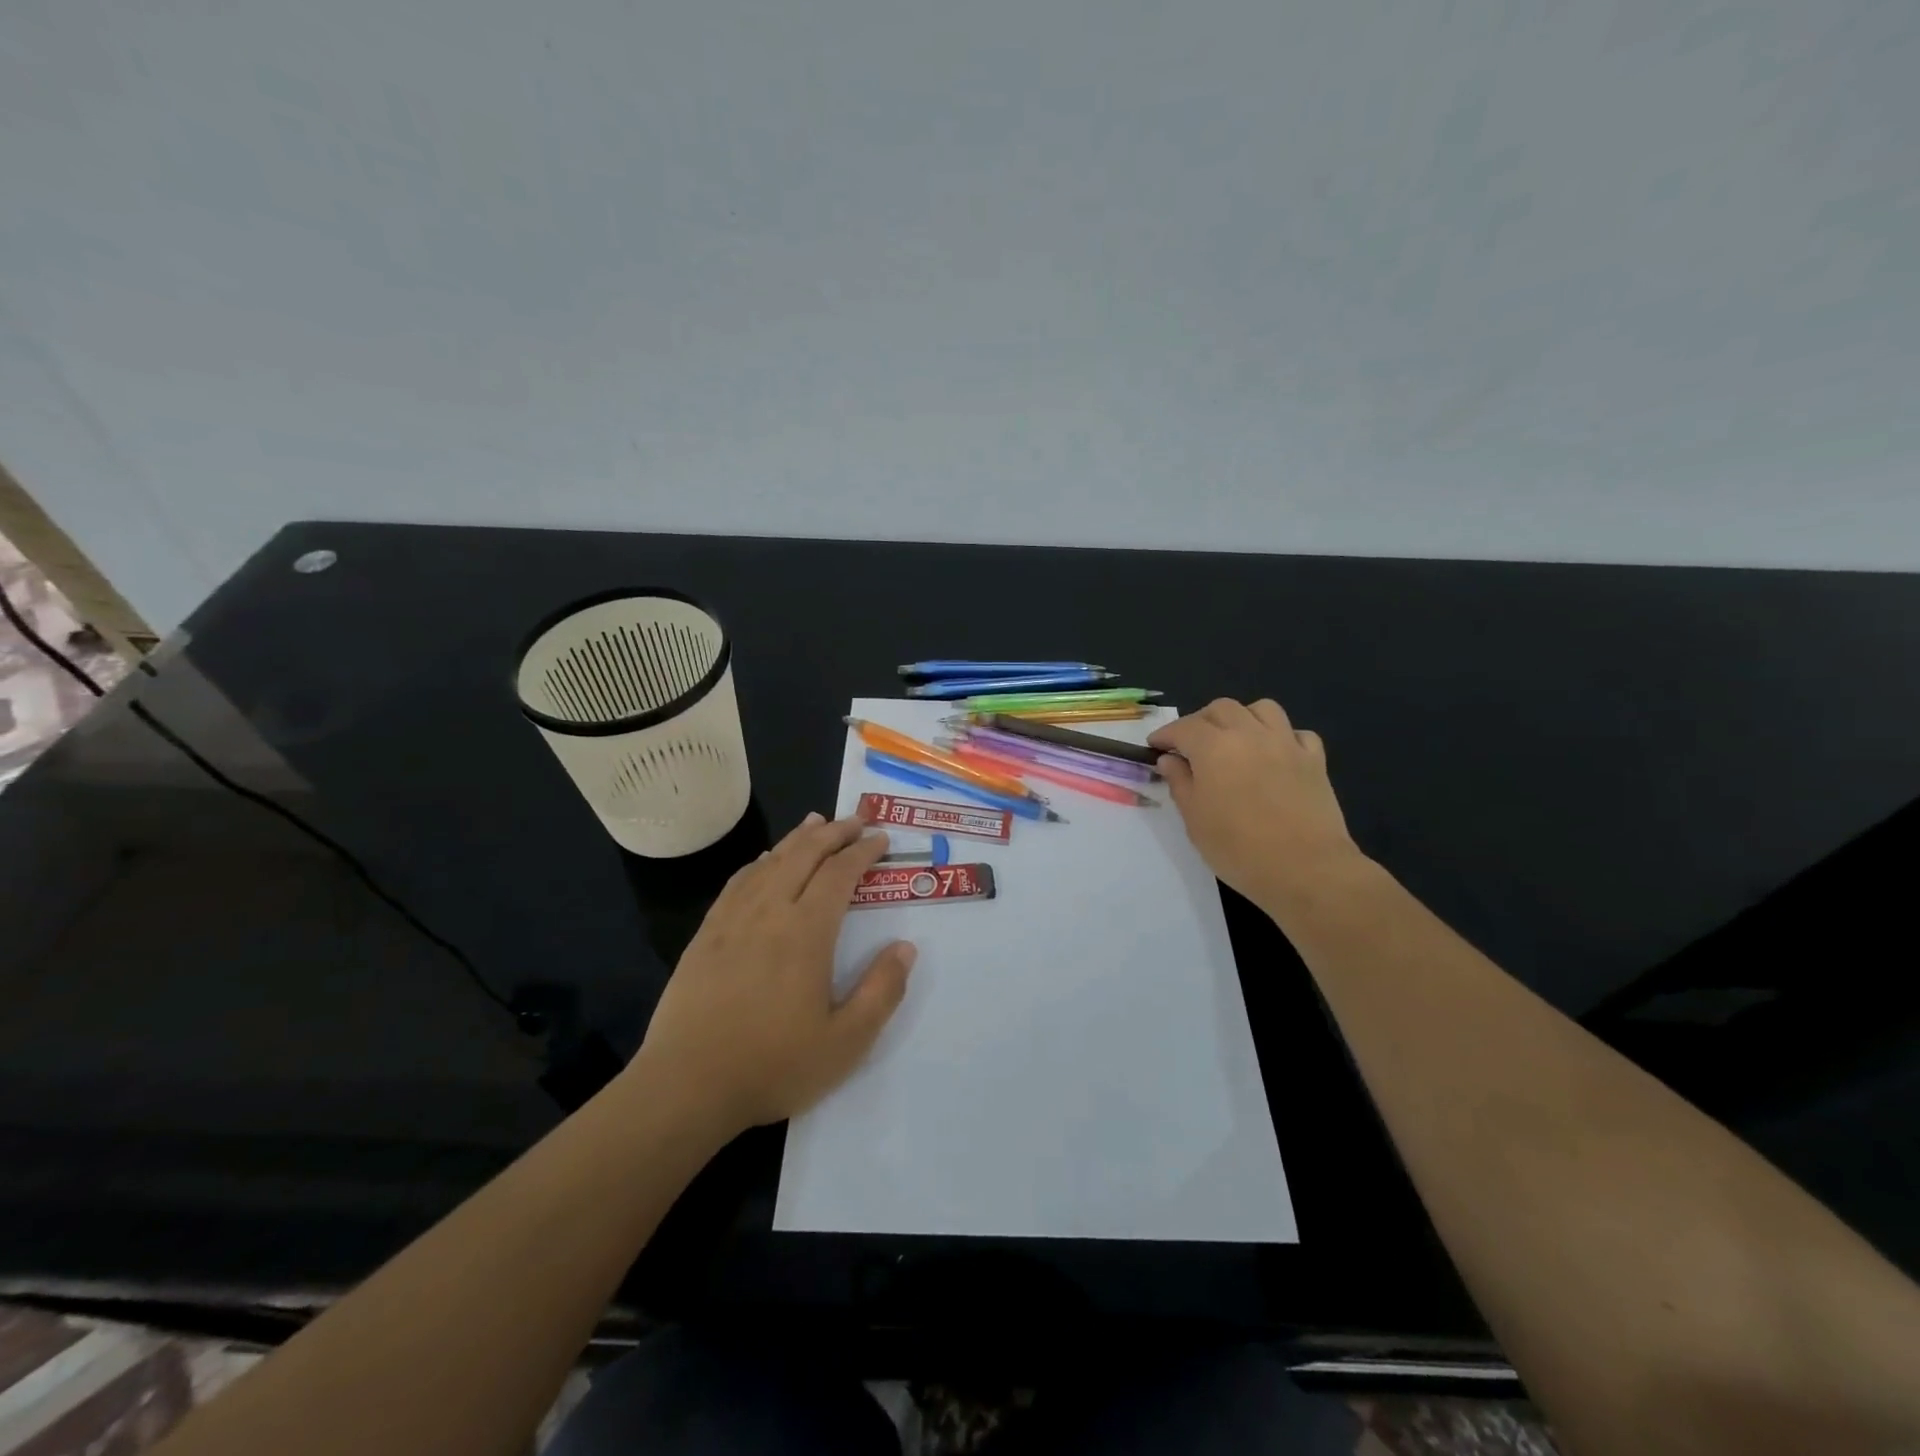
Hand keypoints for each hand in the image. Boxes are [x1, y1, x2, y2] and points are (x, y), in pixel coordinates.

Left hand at [627, 814, 915, 1137]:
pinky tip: (765, 861)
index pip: (840, 873)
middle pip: (804, 854)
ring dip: (798, 838)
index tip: (881, 838)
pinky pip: (738, 882)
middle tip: (857, 819)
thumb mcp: (846, 1042)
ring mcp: (732, 920)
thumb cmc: (773, 1065)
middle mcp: (769, 912)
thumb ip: (882, 991)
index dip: (863, 851)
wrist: (686, 1086)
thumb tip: (906, 947)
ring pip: (770, 861)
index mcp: (806, 932)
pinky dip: (760, 862)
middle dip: (834, 832)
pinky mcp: (706, 935)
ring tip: (816, 822)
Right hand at [1149, 698, 1366, 913]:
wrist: (1305, 869)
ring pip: (1262, 709)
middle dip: (1201, 721)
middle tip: (1191, 745)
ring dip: (1242, 717)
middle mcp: (1250, 734)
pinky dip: (1282, 737)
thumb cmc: (1238, 849)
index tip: (1155, 747)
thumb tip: (1170, 760)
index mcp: (1214, 747)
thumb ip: (1180, 783)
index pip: (1183, 728)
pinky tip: (1275, 755)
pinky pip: (1297, 734)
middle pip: (1222, 709)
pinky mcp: (1315, 760)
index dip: (1165, 735)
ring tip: (1234, 739)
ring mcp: (1287, 744)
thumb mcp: (1194, 819)